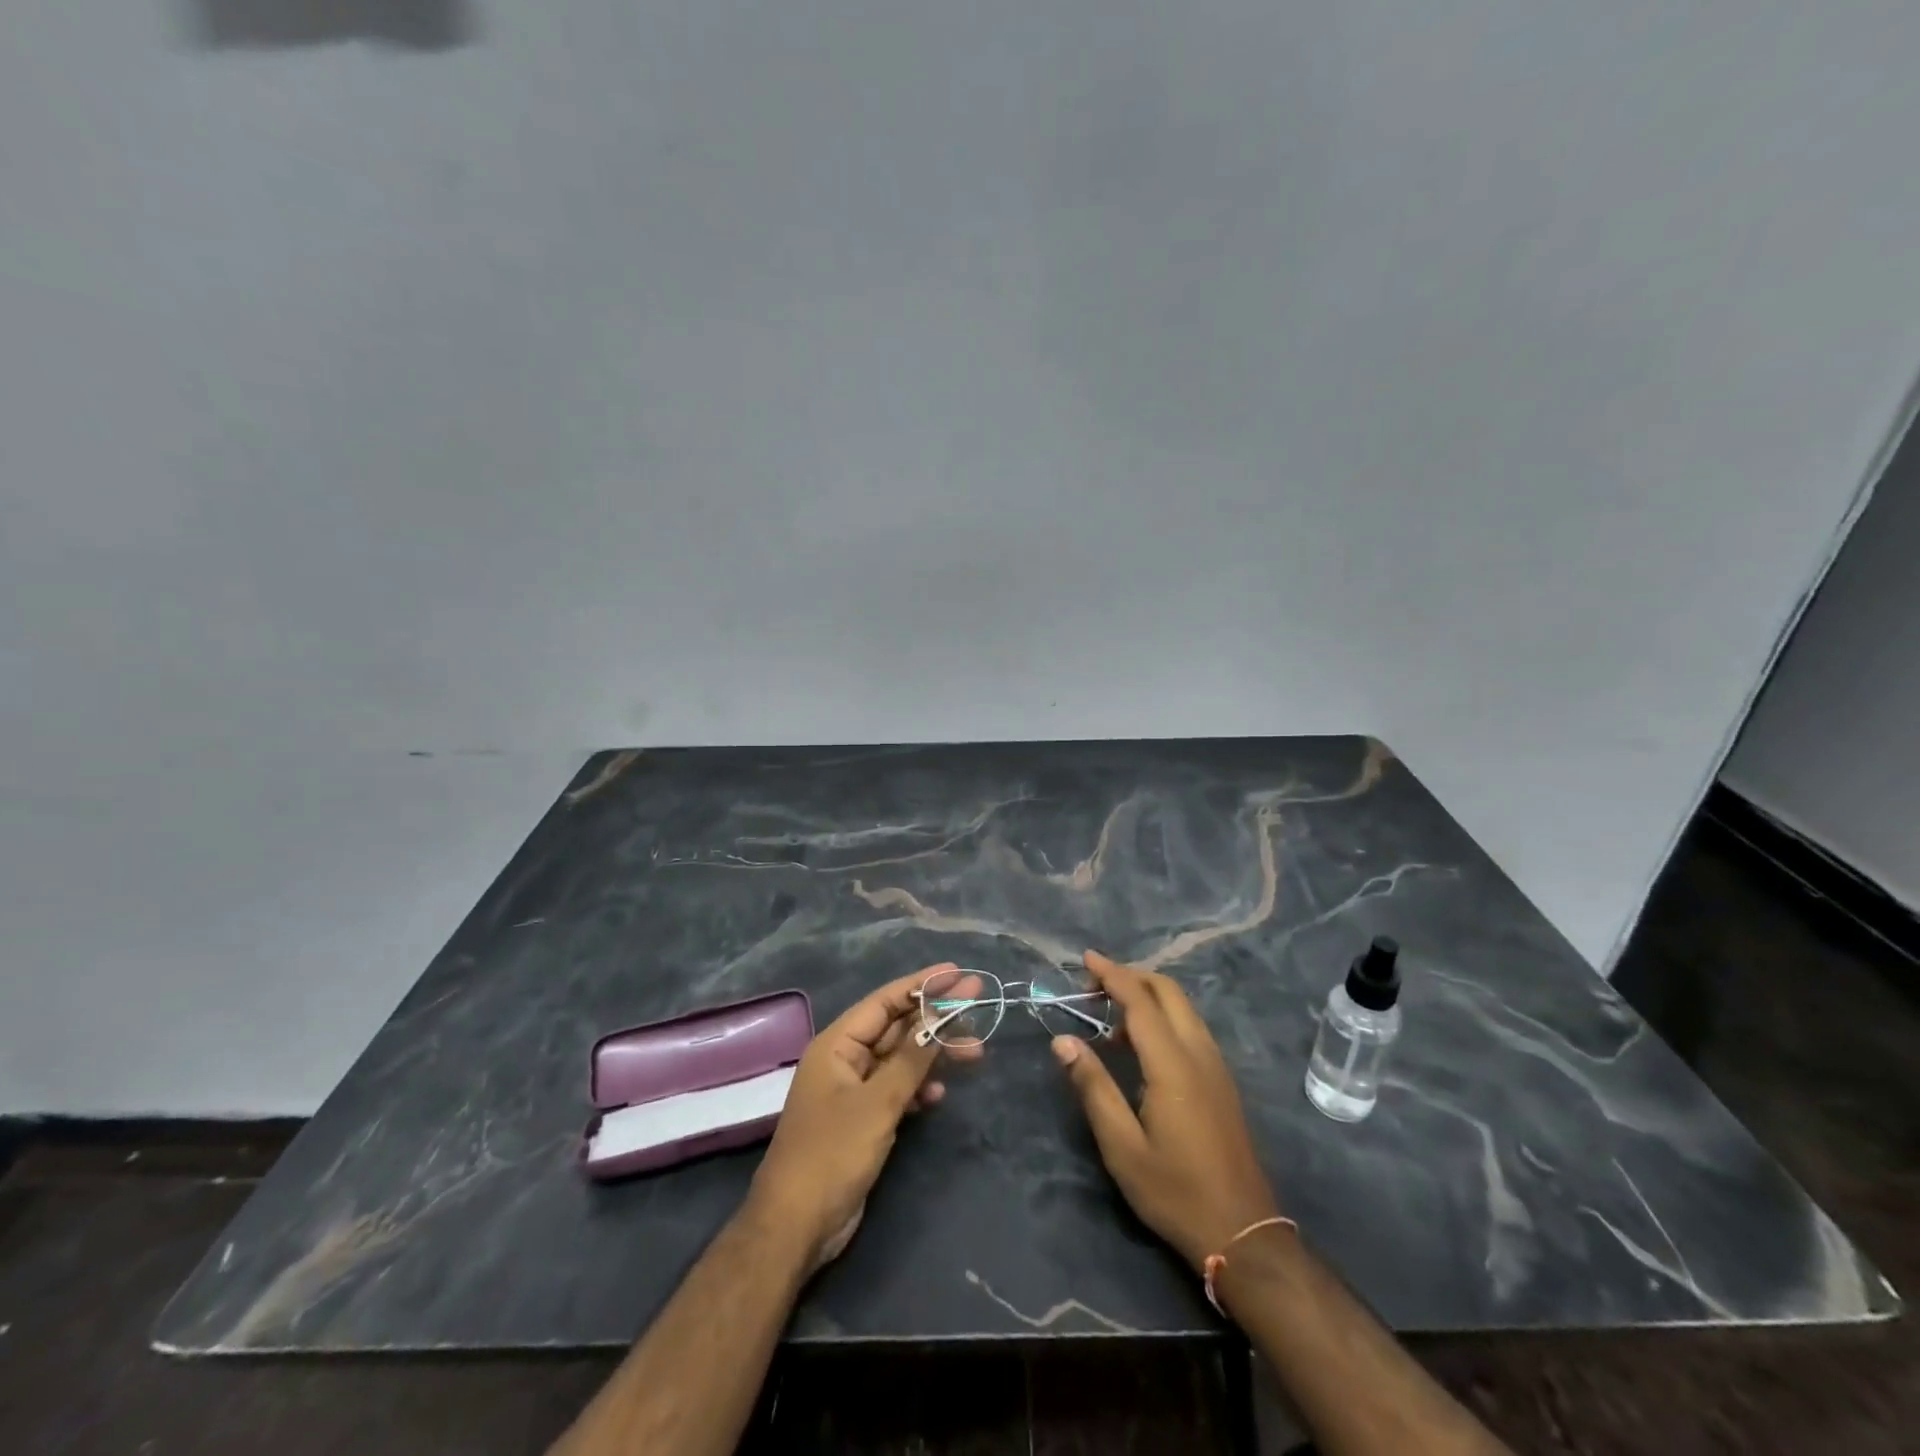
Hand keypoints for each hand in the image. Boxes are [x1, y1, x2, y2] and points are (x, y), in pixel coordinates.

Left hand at [747, 964, 980, 1271]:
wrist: (796, 1227)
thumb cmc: (832, 1154)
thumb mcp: (878, 1102)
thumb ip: (911, 1058)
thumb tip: (939, 1016)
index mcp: (837, 1044)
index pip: (885, 1001)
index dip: (921, 985)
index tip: (957, 972)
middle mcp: (844, 1060)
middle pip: (896, 1027)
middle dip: (935, 1019)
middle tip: (977, 1005)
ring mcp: (852, 1091)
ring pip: (900, 1060)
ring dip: (933, 1055)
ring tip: (975, 1054)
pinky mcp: (861, 1120)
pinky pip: (896, 1090)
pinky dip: (918, 1088)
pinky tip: (939, 1095)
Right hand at [1052, 951, 1280, 1270]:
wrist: (1244, 1234)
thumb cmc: (1175, 1192)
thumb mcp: (1122, 1146)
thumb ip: (1093, 1087)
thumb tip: (1062, 1041)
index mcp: (1173, 1064)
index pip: (1140, 1000)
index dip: (1112, 974)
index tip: (1085, 959)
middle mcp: (1199, 1053)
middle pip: (1168, 991)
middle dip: (1131, 976)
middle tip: (1094, 984)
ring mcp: (1216, 1066)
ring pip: (1183, 1007)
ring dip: (1148, 995)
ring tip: (1110, 1013)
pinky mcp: (1222, 1081)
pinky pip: (1190, 1027)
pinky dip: (1163, 1016)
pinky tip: (1140, 1044)